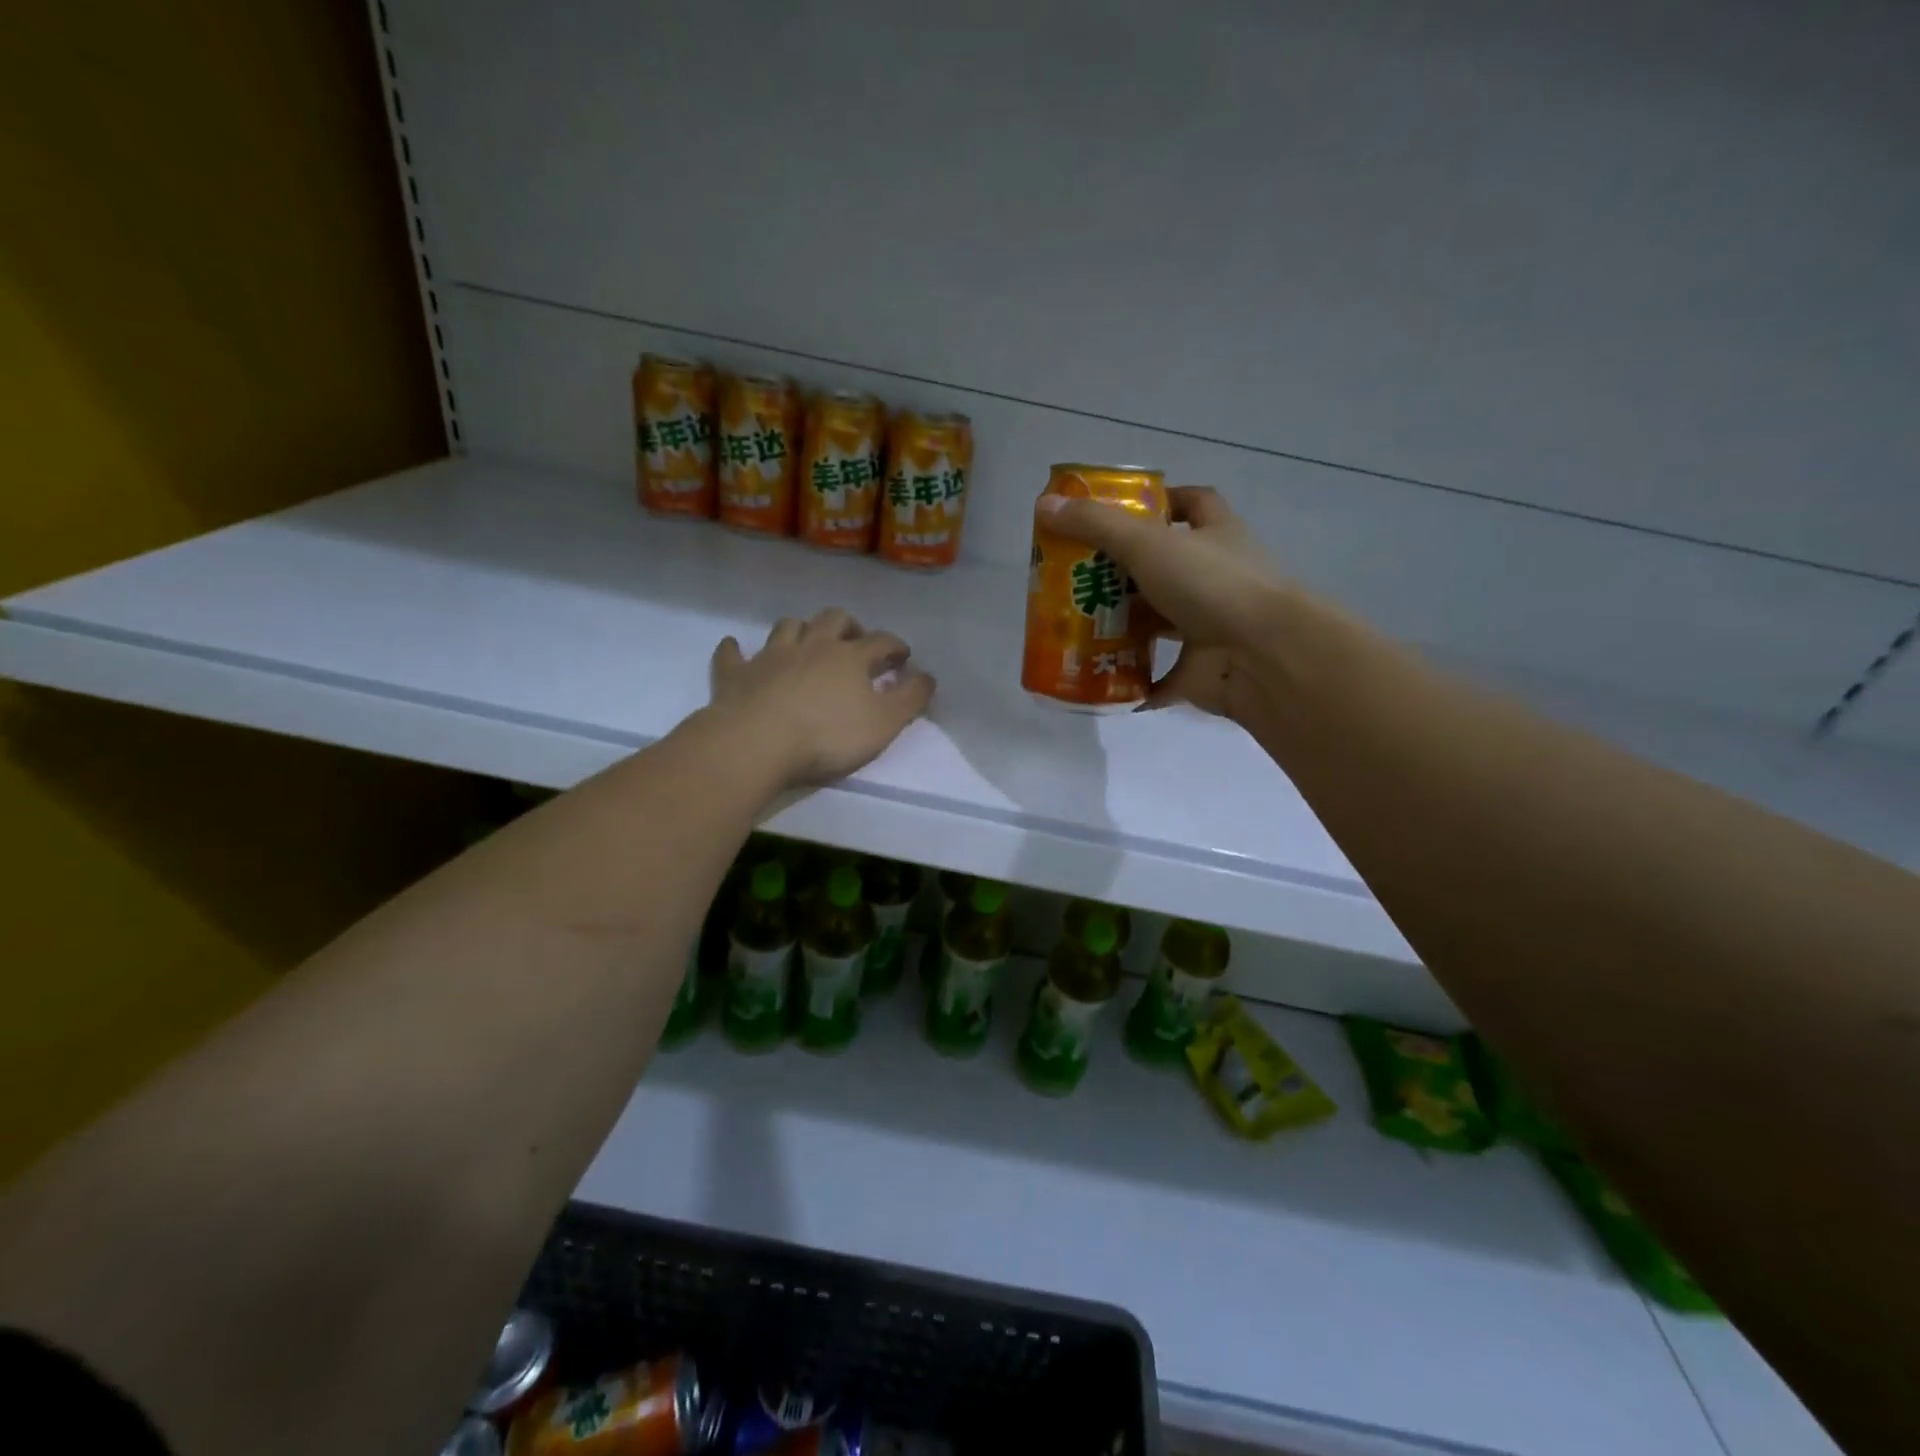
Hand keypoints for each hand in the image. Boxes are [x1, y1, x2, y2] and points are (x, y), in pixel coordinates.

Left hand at [707, 608, 934, 787]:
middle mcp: (812, 646)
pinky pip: (733, 654)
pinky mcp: (737, 674)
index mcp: (850, 657)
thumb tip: (928, 676)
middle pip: (834, 620)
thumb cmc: (828, 736)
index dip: (895, 646)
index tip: (903, 658)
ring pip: (788, 627)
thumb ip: (910, 698)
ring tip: (807, 642)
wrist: (757, 742)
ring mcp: (771, 656)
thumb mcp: (884, 724)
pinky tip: (736, 647)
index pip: (881, 641)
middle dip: (849, 625)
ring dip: (800, 629)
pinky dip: (736, 649)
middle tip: (855, 642)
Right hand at [1035, 486, 1283, 722]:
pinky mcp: (1201, 669)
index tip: (1122, 510)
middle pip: (1165, 566)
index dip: (1161, 501)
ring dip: (1124, 626)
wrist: (1262, 657)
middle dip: (1123, 571)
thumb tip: (1046, 504)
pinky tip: (1099, 680)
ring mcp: (1210, 626)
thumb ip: (1097, 525)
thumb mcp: (1148, 544)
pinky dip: (1134, 681)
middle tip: (1077, 576)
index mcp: (1214, 535)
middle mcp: (1216, 577)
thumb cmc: (1212, 585)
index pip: (1192, 503)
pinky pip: (1161, 676)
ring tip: (1076, 627)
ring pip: (1160, 621)